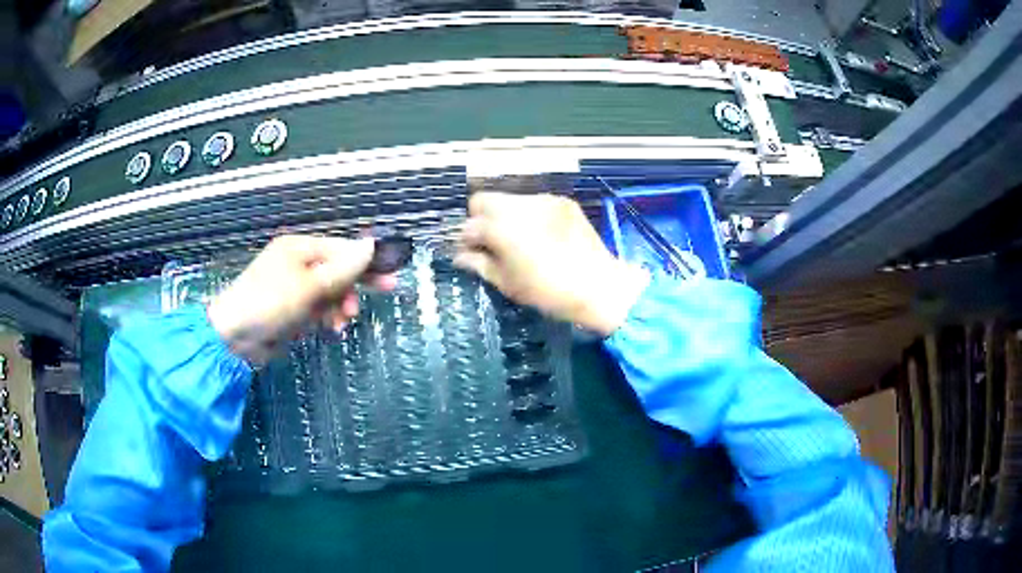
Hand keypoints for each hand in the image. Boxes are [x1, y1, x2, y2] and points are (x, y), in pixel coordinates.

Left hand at [207, 235, 395, 364]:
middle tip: (386, 291)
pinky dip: (325, 317)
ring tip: (342, 322)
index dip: (368, 259)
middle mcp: (297, 264)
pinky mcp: (290, 309)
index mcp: (299, 248)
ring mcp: (293, 287)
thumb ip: (342, 269)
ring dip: (339, 305)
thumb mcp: (309, 286)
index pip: (341, 249)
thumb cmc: (270, 303)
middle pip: (337, 269)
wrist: (234, 337)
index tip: (391, 271)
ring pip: (329, 292)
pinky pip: (317, 308)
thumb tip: (371, 245)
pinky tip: (329, 327)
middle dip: (355, 284)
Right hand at [455, 193, 648, 335]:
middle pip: (482, 200)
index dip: (464, 241)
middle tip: (489, 242)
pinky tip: (538, 234)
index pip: (468, 226)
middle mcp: (519, 207)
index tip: (469, 253)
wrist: (599, 285)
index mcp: (501, 230)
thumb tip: (460, 256)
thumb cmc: (549, 292)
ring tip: (514, 238)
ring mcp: (542, 200)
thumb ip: (479, 264)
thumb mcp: (508, 284)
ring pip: (508, 199)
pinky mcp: (561, 201)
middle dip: (479, 219)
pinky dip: (527, 214)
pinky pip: (533, 202)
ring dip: (503, 215)